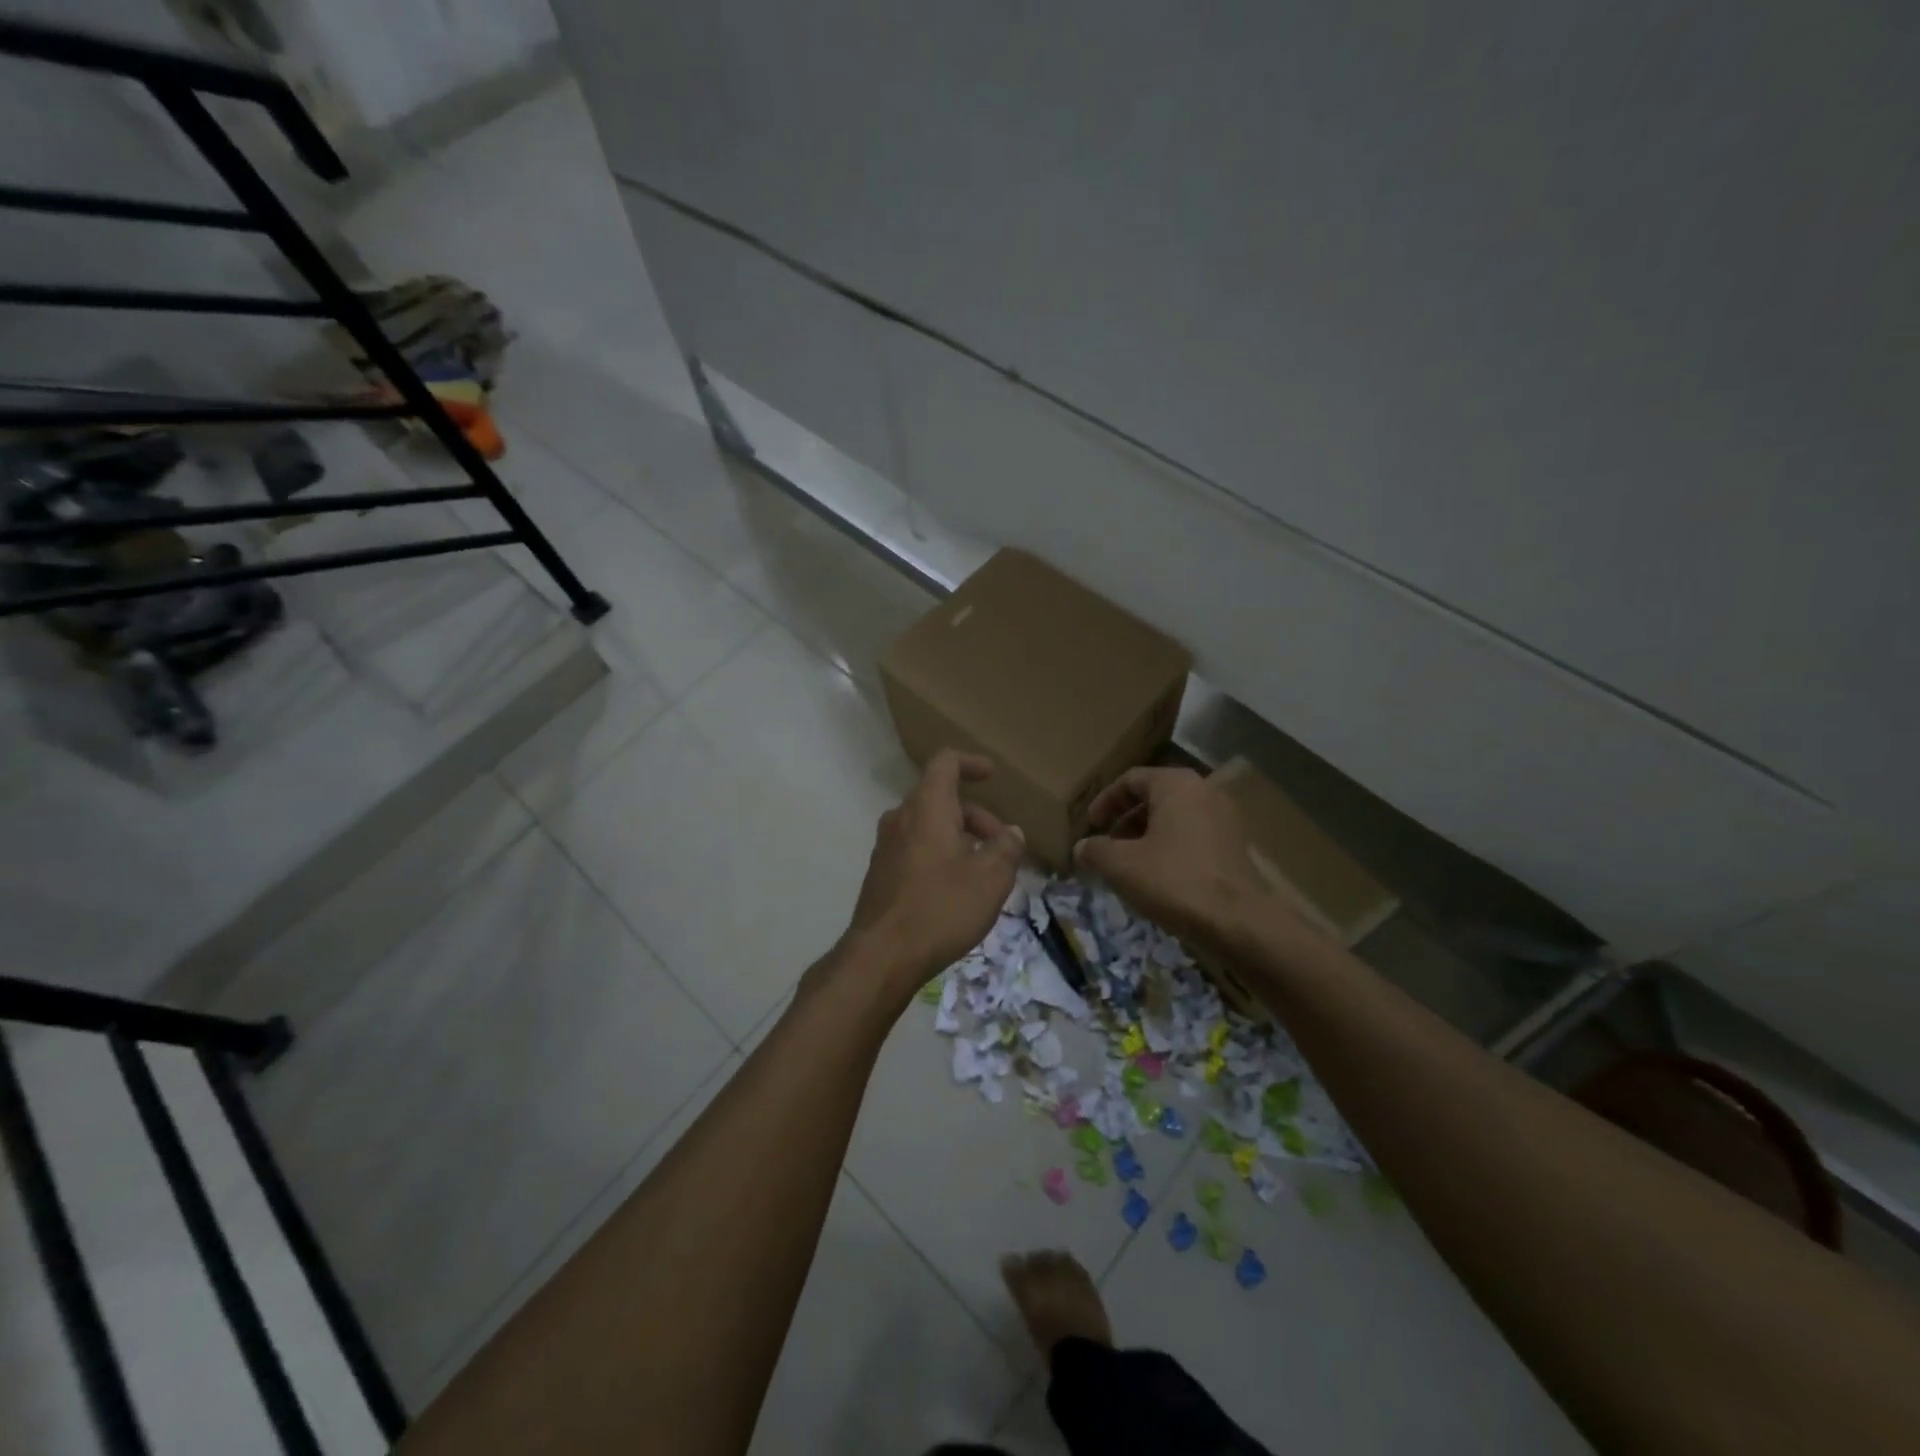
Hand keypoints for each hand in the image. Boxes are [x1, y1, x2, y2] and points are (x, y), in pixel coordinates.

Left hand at [842, 750, 1024, 996]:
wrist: (882, 956)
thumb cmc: (941, 908)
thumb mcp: (990, 878)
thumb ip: (1007, 848)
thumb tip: (1012, 833)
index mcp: (927, 807)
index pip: (945, 762)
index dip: (970, 762)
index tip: (992, 775)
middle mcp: (901, 818)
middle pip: (941, 799)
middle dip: (976, 816)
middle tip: (1002, 847)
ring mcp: (886, 846)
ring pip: (929, 826)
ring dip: (959, 838)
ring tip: (985, 871)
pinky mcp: (881, 873)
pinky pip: (916, 848)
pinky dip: (940, 854)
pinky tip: (957, 889)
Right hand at [1073, 767, 1269, 946]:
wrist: (1236, 921)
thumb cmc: (1173, 880)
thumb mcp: (1120, 865)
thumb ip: (1095, 850)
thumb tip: (1082, 847)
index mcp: (1176, 784)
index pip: (1131, 779)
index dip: (1105, 801)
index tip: (1090, 826)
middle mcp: (1204, 791)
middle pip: (1154, 796)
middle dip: (1125, 820)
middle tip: (1107, 845)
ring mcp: (1225, 817)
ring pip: (1174, 817)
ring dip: (1146, 835)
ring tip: (1129, 863)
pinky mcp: (1235, 844)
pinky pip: (1193, 834)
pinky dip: (1170, 846)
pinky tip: (1158, 875)